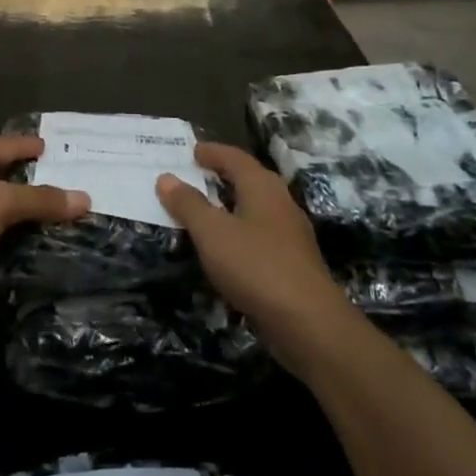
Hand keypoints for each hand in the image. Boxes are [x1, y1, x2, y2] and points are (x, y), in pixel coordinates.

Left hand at [0, 136, 89, 320]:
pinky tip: (17, 241)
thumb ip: (40, 200)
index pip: (13, 143)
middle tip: (70, 189)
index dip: (40, 149)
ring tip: (51, 217)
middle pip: (2, 168)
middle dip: (33, 179)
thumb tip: (84, 198)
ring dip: (16, 208)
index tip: (69, 154)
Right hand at [157, 143, 354, 375]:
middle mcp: (280, 202)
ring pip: (255, 208)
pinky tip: (227, 249)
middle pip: (248, 179)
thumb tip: (166, 178)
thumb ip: (188, 204)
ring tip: (204, 211)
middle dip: (221, 176)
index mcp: (262, 186)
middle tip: (194, 176)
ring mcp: (290, 234)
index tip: (191, 151)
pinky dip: (239, 232)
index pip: (234, 157)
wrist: (309, 324)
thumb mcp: (212, 232)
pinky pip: (259, 235)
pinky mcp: (293, 263)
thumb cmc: (256, 266)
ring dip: (230, 205)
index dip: (211, 152)